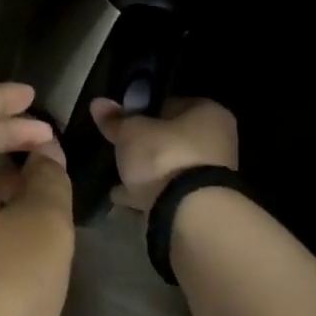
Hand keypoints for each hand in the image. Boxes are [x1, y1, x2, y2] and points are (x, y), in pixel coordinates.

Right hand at [89, 96, 238, 212]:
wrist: (190, 213)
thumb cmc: (164, 156)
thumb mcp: (130, 132)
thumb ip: (115, 119)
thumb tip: (97, 102)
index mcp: (208, 112)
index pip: (171, 103)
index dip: (144, 110)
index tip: (123, 122)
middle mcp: (218, 140)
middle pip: (172, 137)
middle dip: (147, 144)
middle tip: (120, 149)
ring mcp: (213, 173)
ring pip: (172, 166)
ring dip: (147, 171)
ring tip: (117, 177)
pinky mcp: (203, 201)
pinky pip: (170, 190)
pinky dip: (150, 192)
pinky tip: (124, 198)